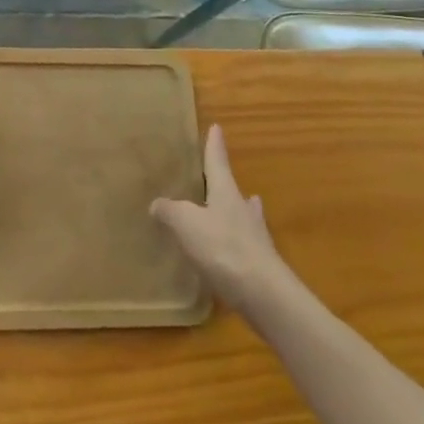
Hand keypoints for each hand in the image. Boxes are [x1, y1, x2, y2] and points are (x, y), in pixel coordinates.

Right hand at [151, 124, 284, 313]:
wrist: (265, 296)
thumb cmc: (223, 248)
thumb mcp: (186, 224)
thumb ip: (170, 211)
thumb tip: (158, 204)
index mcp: (226, 193)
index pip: (218, 162)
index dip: (215, 145)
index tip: (217, 127)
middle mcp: (243, 211)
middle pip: (235, 191)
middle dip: (226, 184)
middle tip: (221, 177)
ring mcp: (256, 240)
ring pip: (245, 218)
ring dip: (239, 212)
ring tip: (236, 209)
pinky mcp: (260, 267)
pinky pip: (244, 247)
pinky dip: (236, 244)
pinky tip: (231, 253)